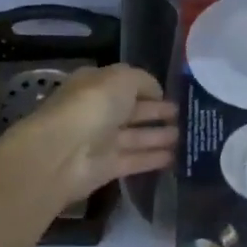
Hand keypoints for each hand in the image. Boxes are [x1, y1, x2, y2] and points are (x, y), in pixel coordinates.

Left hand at [11, 64, 177, 208]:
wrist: (62, 152)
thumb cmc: (92, 105)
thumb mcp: (122, 78)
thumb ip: (144, 81)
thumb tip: (157, 93)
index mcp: (96, 84)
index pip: (126, 83)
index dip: (148, 87)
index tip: (171, 93)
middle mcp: (99, 110)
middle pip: (132, 110)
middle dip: (156, 111)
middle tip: (182, 114)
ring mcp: (102, 140)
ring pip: (136, 136)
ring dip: (159, 135)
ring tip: (184, 135)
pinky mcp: (107, 168)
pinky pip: (136, 160)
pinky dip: (154, 158)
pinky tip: (175, 157)